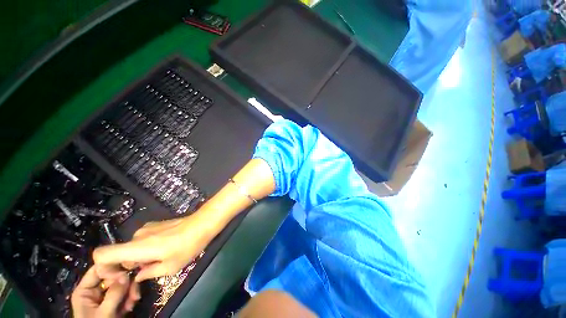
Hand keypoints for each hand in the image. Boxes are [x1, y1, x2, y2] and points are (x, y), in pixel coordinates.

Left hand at [71, 266, 139, 317]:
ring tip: (134, 301)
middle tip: (135, 292)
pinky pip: (125, 294)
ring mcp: (105, 297)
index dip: (113, 268)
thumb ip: (114, 294)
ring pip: (122, 285)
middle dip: (127, 283)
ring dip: (130, 291)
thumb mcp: (104, 313)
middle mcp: (95, 290)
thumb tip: (127, 274)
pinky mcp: (114, 303)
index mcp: (85, 290)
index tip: (128, 271)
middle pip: (113, 277)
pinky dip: (130, 298)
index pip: (98, 269)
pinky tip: (131, 305)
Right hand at [93, 211, 216, 281]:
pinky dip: (146, 249)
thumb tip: (138, 276)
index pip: (102, 254)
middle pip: (119, 254)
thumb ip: (148, 274)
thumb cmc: (187, 246)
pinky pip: (143, 241)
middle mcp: (137, 236)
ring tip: (158, 263)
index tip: (120, 276)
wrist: (202, 223)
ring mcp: (147, 228)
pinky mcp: (155, 225)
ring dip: (139, 258)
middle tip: (145, 274)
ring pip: (132, 248)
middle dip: (127, 267)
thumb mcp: (169, 267)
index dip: (103, 268)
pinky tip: (163, 251)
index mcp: (136, 247)